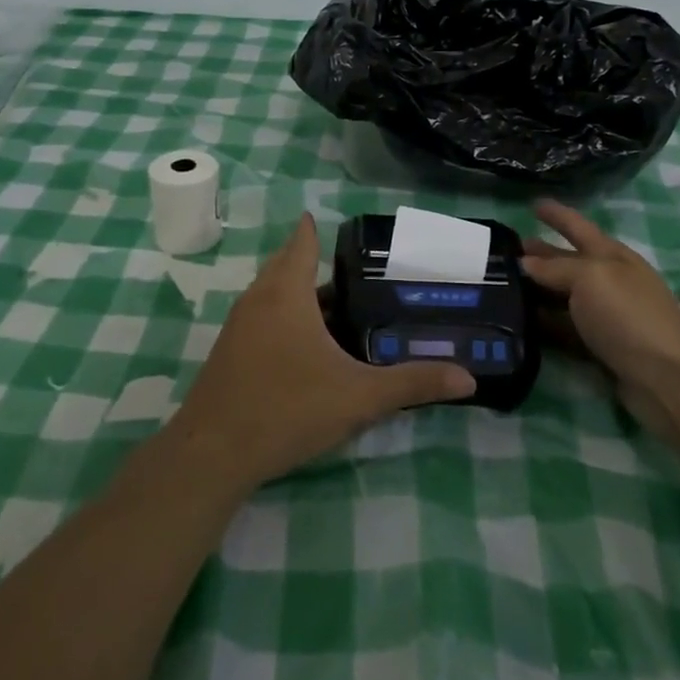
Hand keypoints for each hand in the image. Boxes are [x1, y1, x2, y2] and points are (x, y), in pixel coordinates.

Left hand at [167, 214, 476, 491]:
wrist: (212, 455)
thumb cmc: (287, 409)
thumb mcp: (358, 397)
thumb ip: (412, 383)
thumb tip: (467, 379)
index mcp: (285, 294)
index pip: (301, 242)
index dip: (316, 229)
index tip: (340, 224)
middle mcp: (257, 300)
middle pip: (285, 265)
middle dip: (313, 262)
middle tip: (354, 270)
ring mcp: (237, 327)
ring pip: (271, 294)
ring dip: (299, 293)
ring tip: (337, 307)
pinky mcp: (228, 353)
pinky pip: (261, 319)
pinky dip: (284, 317)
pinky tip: (306, 347)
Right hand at [520, 200, 679, 432]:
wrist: (666, 377)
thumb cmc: (628, 315)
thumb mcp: (591, 278)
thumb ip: (556, 267)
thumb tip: (526, 262)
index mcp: (611, 256)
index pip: (578, 227)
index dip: (557, 215)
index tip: (533, 204)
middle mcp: (609, 282)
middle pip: (568, 262)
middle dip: (541, 254)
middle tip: (505, 252)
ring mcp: (605, 316)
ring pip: (563, 297)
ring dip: (537, 290)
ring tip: (503, 286)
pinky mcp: (599, 347)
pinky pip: (564, 329)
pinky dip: (544, 324)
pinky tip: (520, 322)